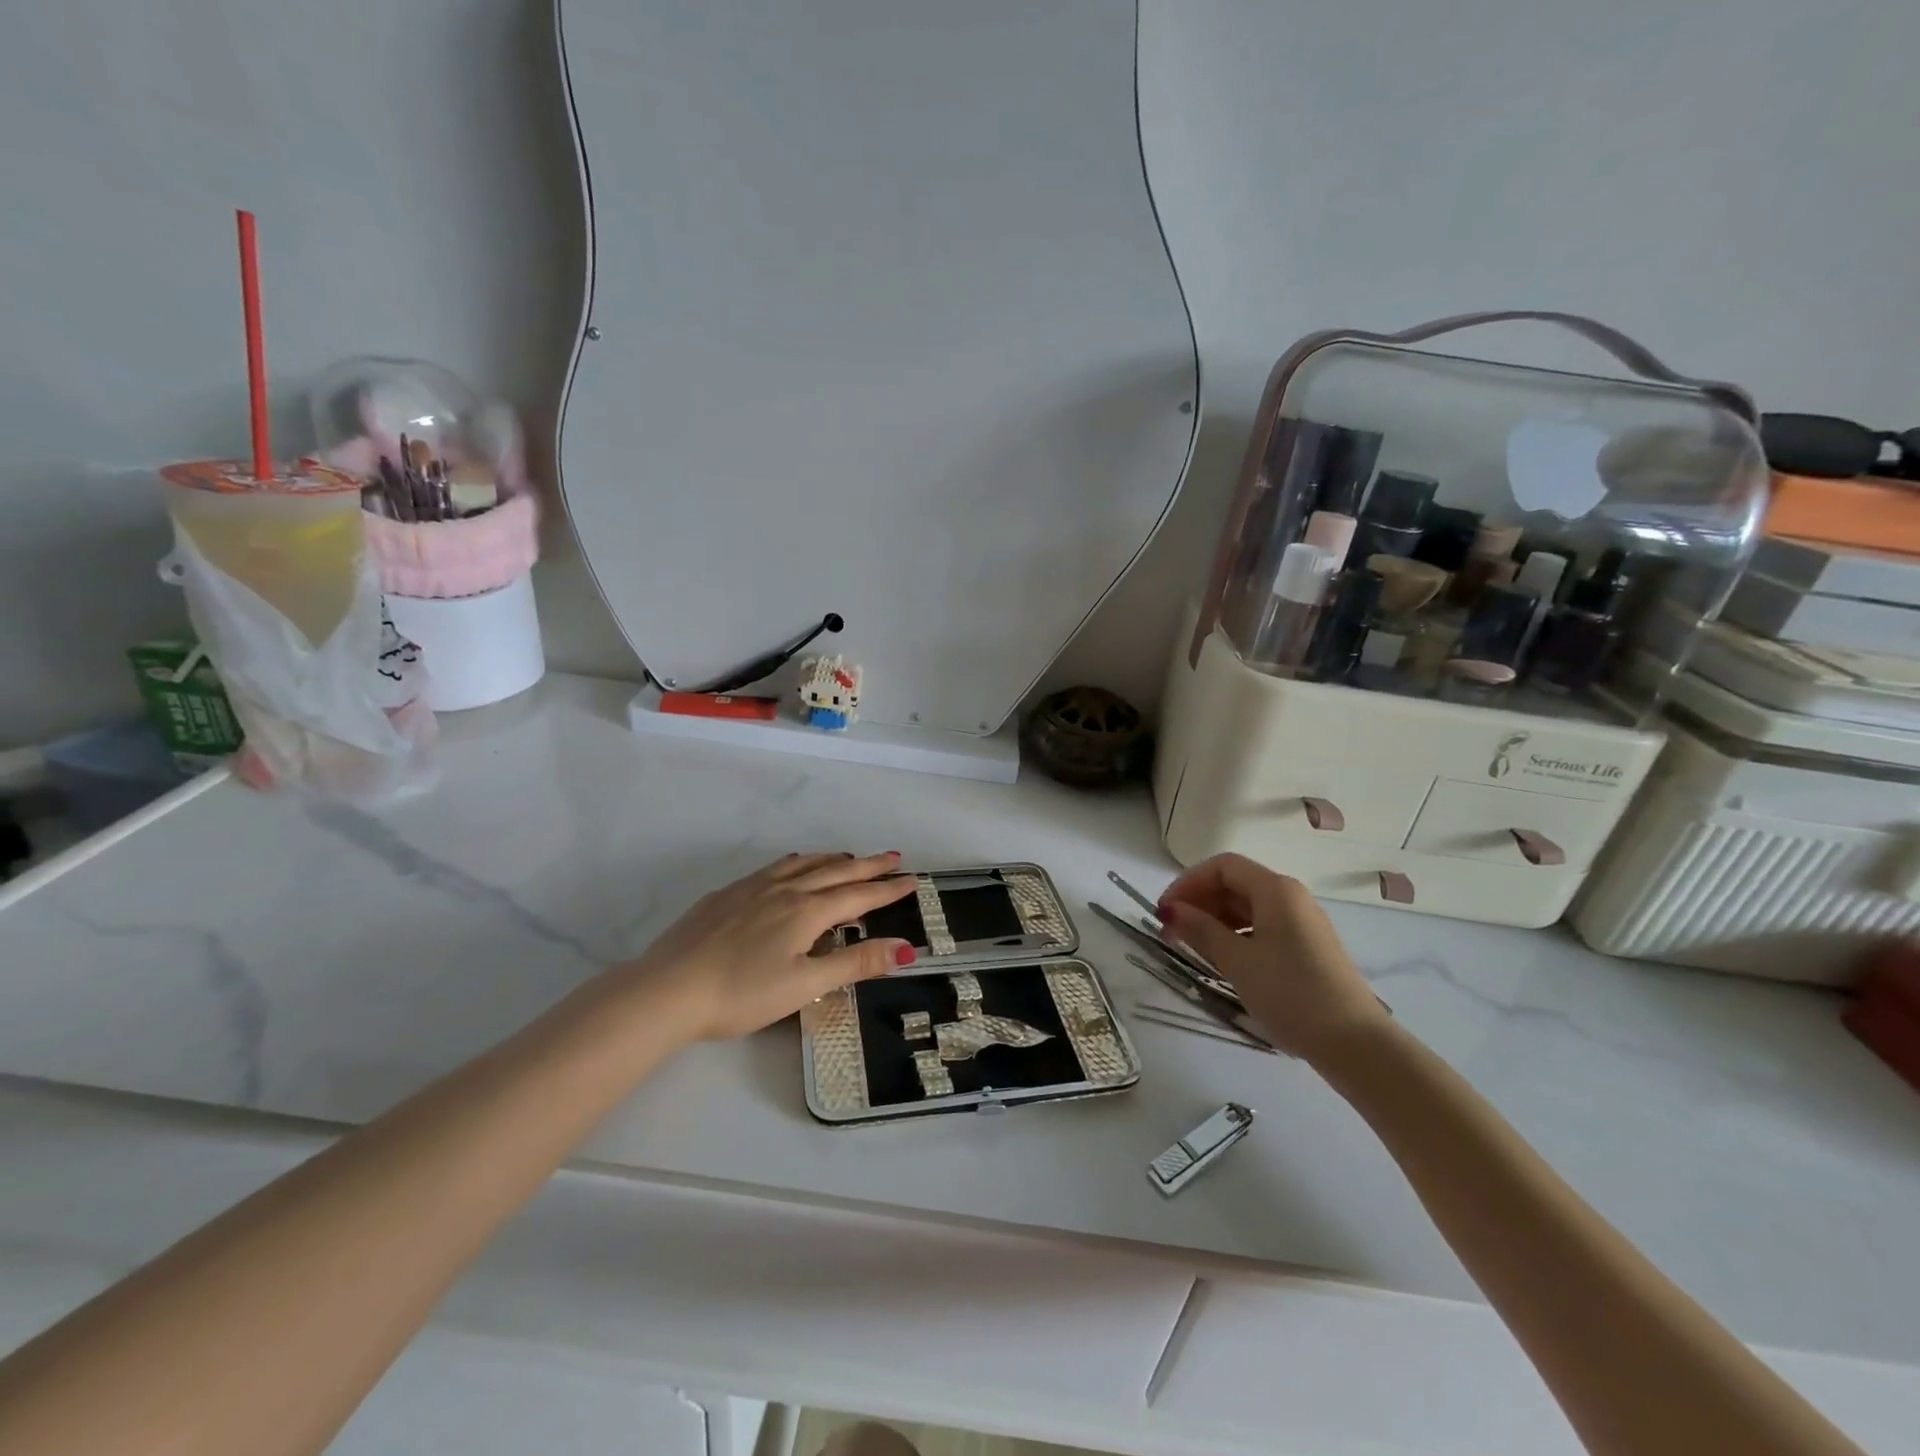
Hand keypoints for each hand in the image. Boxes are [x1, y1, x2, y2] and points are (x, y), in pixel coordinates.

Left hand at [618, 852, 918, 1041]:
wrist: (667, 989)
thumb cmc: (741, 994)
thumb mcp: (805, 985)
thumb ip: (855, 963)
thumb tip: (905, 947)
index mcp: (806, 911)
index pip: (858, 896)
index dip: (888, 889)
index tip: (913, 879)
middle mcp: (784, 890)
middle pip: (835, 872)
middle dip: (868, 866)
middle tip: (893, 856)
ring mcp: (752, 888)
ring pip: (803, 864)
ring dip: (832, 859)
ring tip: (849, 857)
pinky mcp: (727, 894)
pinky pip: (774, 867)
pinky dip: (797, 862)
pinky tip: (791, 866)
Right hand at [1158, 853, 1386, 1061]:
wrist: (1355, 1043)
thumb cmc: (1290, 993)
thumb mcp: (1237, 960)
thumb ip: (1200, 929)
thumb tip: (1171, 910)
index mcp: (1275, 889)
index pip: (1222, 867)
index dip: (1188, 882)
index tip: (1164, 911)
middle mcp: (1291, 897)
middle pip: (1235, 884)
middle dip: (1199, 902)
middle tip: (1171, 932)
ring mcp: (1302, 923)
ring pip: (1248, 907)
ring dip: (1215, 920)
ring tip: (1191, 947)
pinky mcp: (1307, 948)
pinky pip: (1262, 927)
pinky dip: (1236, 935)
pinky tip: (1223, 959)